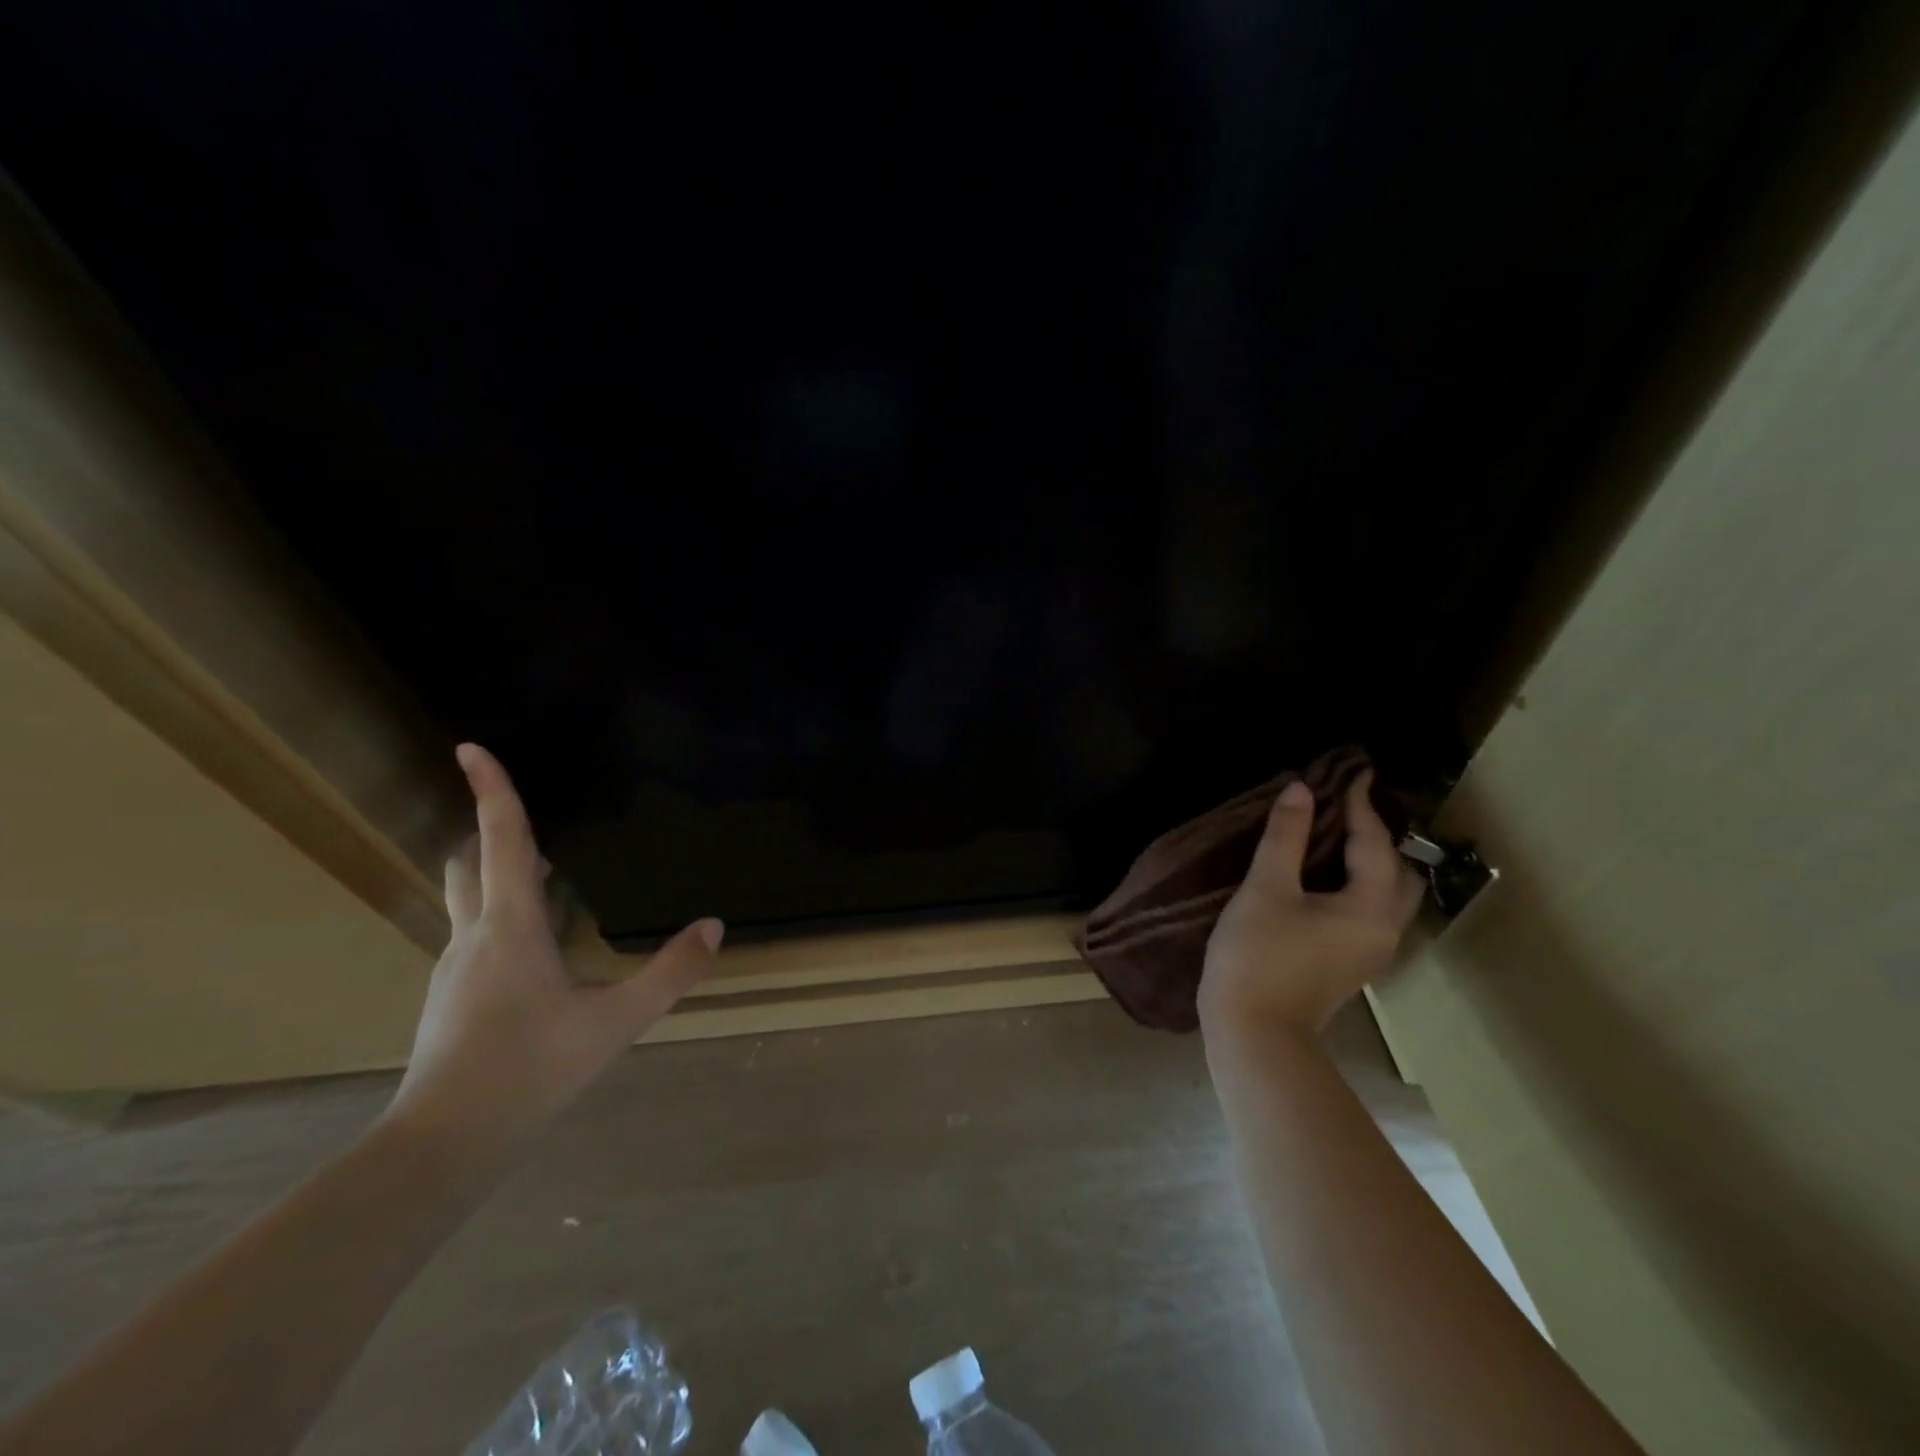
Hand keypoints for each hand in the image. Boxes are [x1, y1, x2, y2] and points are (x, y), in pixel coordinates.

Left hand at [383, 743, 721, 1170]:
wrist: (443, 1146)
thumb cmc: (530, 1071)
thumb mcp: (616, 1022)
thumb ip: (670, 972)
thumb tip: (714, 926)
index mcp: (510, 927)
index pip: (502, 842)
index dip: (491, 791)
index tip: (470, 747)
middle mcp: (473, 937)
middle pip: (470, 864)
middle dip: (492, 832)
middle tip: (530, 823)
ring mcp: (454, 969)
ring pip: (469, 901)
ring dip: (500, 875)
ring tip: (548, 879)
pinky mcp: (450, 997)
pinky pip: (475, 935)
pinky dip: (502, 917)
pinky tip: (535, 953)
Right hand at [1198, 770, 1424, 1041]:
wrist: (1254, 1031)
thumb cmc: (1258, 955)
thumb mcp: (1266, 888)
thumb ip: (1284, 836)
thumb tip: (1300, 789)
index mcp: (1370, 908)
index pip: (1374, 843)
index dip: (1360, 805)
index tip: (1353, 772)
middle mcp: (1385, 928)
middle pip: (1396, 870)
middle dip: (1377, 833)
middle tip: (1348, 802)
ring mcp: (1371, 950)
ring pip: (1386, 892)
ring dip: (1370, 858)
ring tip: (1340, 830)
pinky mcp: (1352, 961)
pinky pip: (1369, 908)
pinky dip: (1358, 880)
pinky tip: (1328, 871)